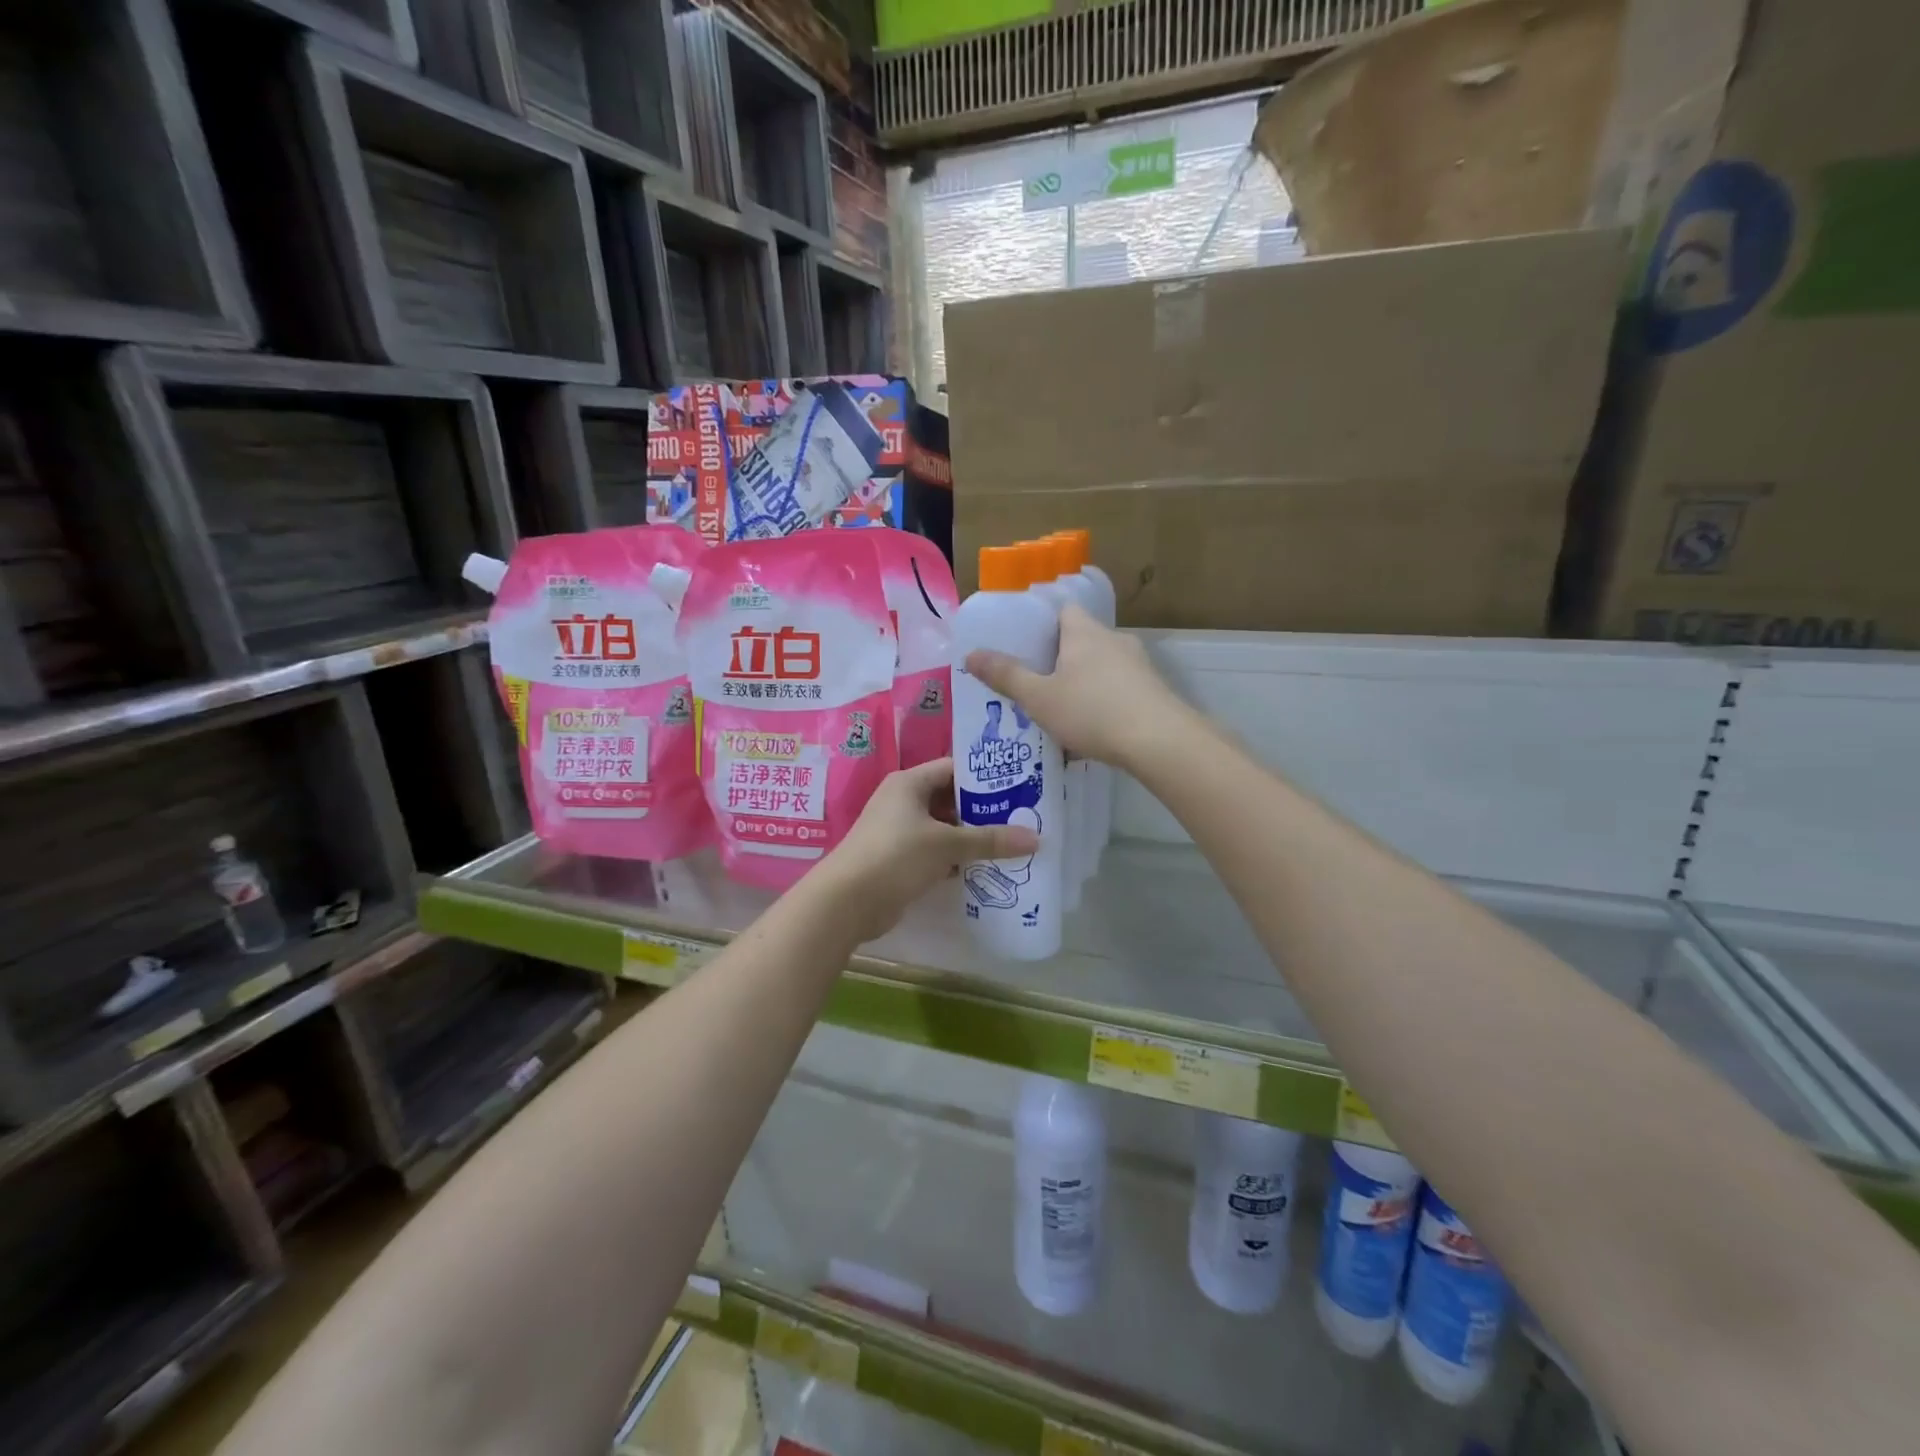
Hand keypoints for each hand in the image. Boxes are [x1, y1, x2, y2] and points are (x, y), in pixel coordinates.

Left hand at [810, 758, 1038, 942]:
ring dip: (971, 837)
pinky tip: (984, 868)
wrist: (846, 902)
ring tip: (1011, 843)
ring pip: (944, 828)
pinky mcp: (899, 859)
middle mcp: (903, 801)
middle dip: (983, 810)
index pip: (954, 768)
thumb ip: (990, 839)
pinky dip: (956, 858)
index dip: (985, 776)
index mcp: (910, 783)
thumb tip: (1036, 838)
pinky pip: (935, 851)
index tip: (1018, 785)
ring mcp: (899, 831)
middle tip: (1022, 817)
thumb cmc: (895, 856)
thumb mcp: (946, 844)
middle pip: (951, 798)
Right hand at [965, 604, 1189, 769]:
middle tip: (1035, 680)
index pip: (1063, 609)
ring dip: (1082, 682)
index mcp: (1084, 632)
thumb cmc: (1092, 711)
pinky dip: (1103, 702)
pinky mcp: (1153, 692)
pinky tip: (1091, 729)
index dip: (1043, 621)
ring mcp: (1138, 665)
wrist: (1160, 741)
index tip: (1024, 643)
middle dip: (1059, 658)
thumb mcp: (1039, 697)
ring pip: (1101, 666)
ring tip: (1060, 709)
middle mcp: (1114, 640)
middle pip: (1081, 639)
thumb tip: (970, 654)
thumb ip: (1005, 676)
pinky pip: (1119, 689)